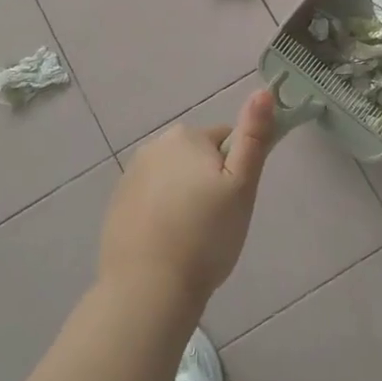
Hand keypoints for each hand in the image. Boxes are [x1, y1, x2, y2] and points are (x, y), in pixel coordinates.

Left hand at [99, 89, 279, 316]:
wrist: (147, 289)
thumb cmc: (205, 236)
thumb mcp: (241, 186)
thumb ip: (253, 137)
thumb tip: (264, 91)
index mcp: (185, 137)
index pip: (225, 140)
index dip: (235, 171)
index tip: (234, 202)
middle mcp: (154, 146)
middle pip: (196, 157)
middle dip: (208, 182)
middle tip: (216, 222)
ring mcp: (130, 176)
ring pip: (173, 179)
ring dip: (185, 197)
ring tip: (192, 238)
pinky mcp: (117, 205)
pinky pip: (151, 200)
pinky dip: (162, 214)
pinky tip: (168, 244)